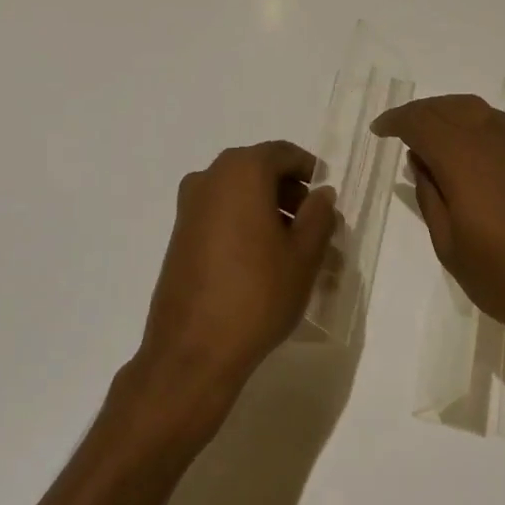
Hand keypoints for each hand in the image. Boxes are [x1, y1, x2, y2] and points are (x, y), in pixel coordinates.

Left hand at [135, 140, 338, 412]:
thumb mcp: (304, 255)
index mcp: (241, 172)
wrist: (193, 350)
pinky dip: (244, 224)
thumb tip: (322, 194)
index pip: (282, 153)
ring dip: (267, 210)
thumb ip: (318, 216)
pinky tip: (262, 260)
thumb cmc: (257, 294)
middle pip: (258, 171)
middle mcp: (209, 178)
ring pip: (239, 194)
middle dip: (289, 192)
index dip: (308, 169)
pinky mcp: (179, 235)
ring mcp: (189, 207)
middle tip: (314, 224)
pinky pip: (220, 214)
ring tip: (292, 248)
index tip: (325, 195)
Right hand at [371, 96, 504, 364]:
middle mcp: (495, 138)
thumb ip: (431, 197)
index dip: (396, 121)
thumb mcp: (452, 247)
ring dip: (451, 115)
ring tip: (436, 138)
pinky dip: (480, 127)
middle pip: (450, 107)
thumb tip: (420, 162)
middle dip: (421, 113)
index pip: (420, 121)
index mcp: (464, 157)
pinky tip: (478, 153)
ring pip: (480, 111)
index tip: (380, 132)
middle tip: (403, 131)